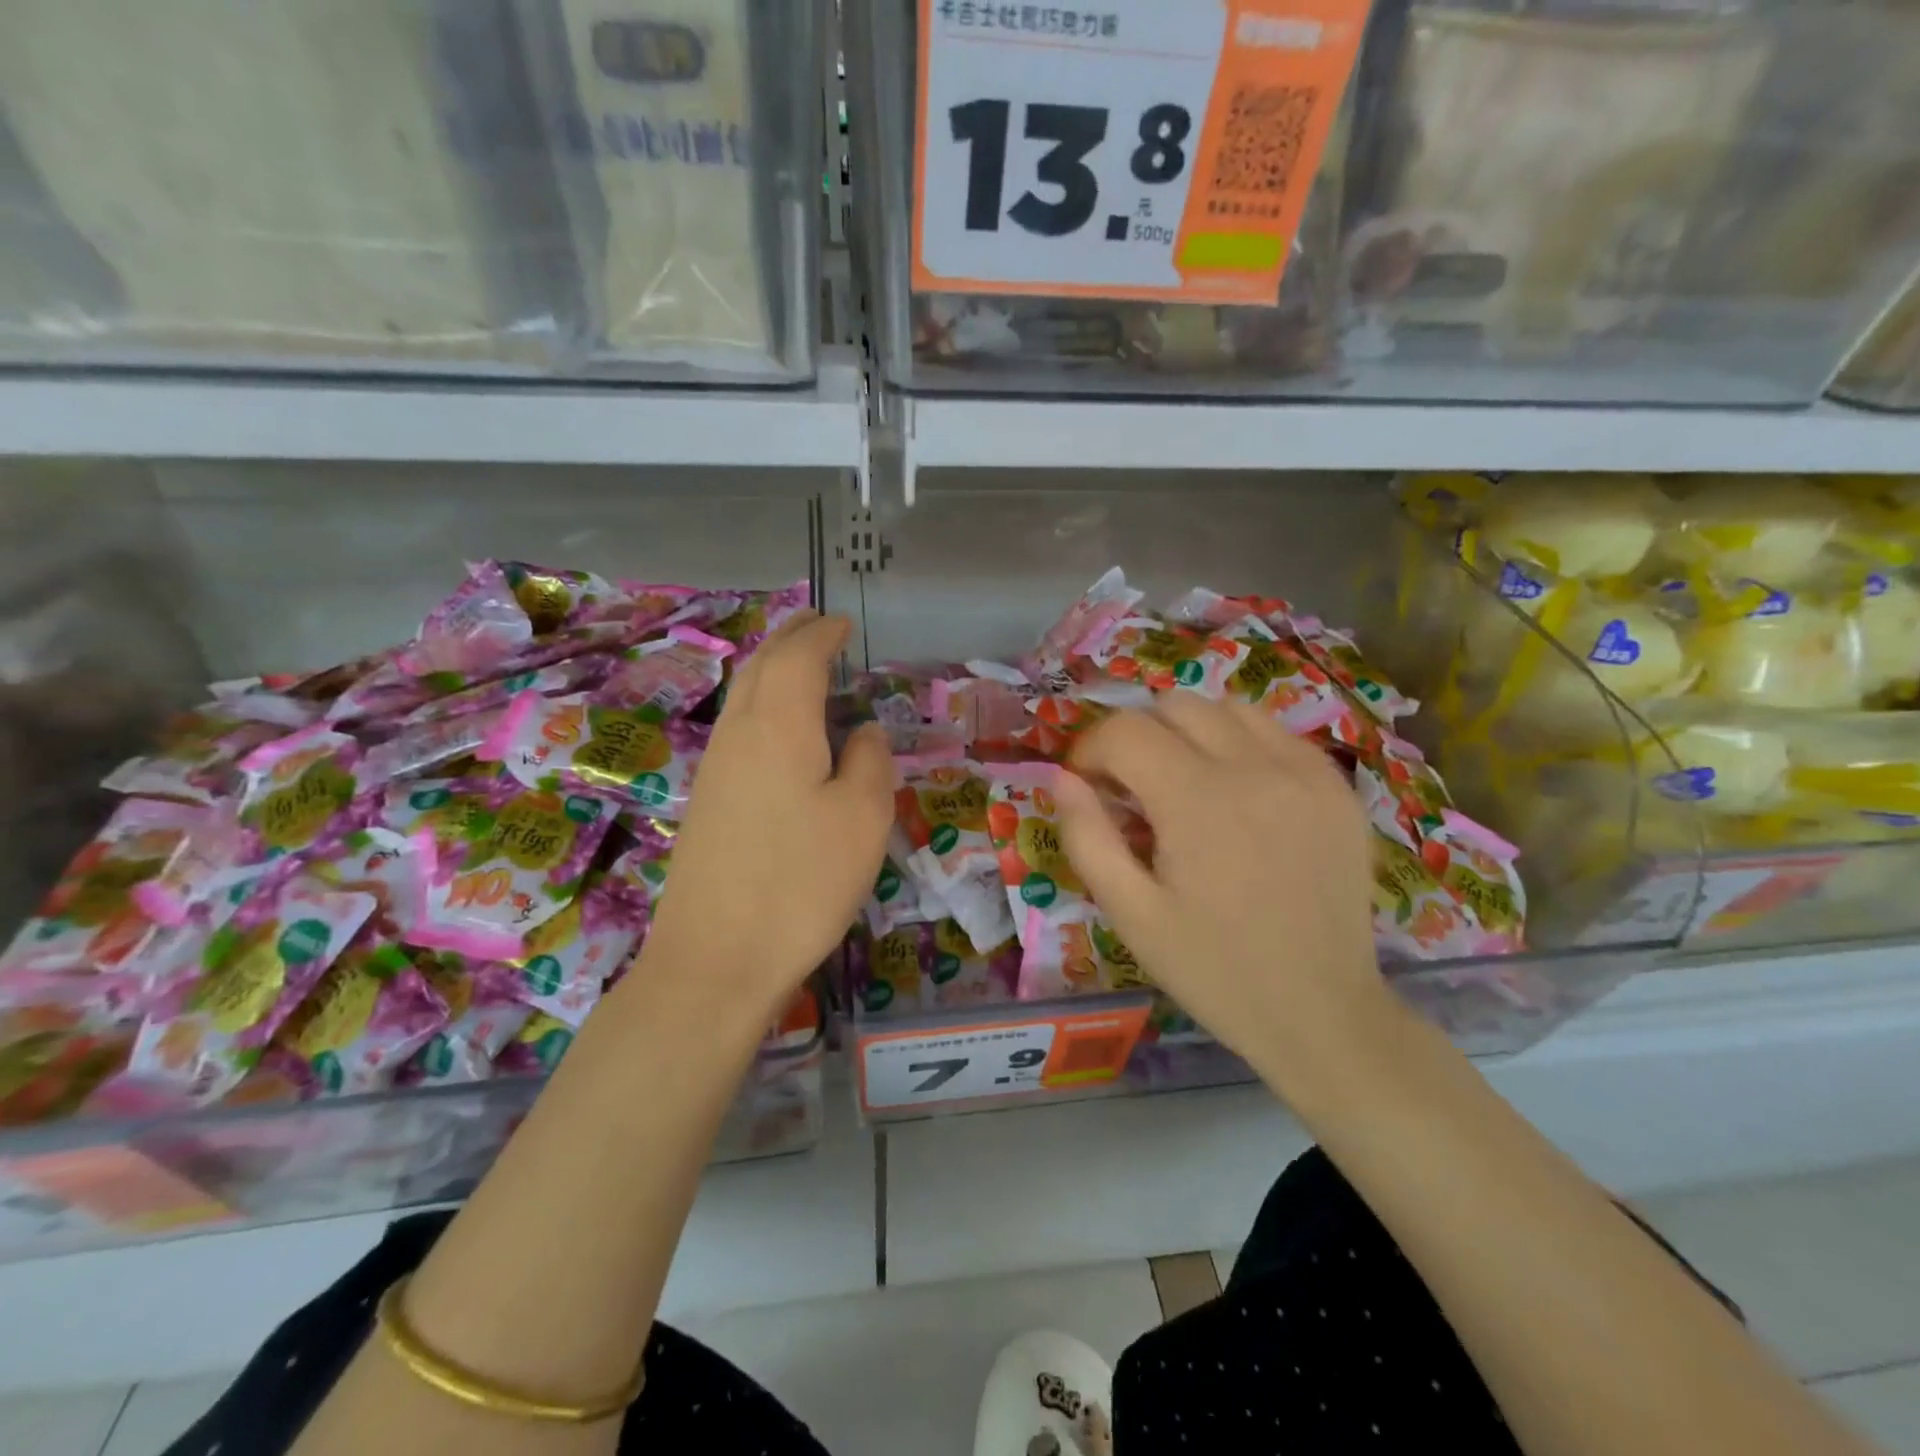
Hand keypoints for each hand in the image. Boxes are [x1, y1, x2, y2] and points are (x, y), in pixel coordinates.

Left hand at [636, 612, 893, 1012]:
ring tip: (801, 664)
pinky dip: (761, 703)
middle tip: (819, 625)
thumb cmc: (801, 882)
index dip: (822, 634)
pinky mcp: (706, 799)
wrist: (715, 958)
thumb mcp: (862, 817)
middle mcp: (739, 733)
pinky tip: (780, 727)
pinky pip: (737, 726)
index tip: (844, 623)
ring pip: (742, 694)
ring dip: (771, 668)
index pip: (799, 657)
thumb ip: (870, 760)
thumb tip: (862, 730)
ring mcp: (714, 767)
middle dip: (790, 637)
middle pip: (760, 665)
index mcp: (779, 725)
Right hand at [1054, 695, 1388, 1074]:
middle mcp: (1254, 767)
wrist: (1322, 1013)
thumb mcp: (1131, 914)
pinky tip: (1238, 790)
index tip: (1088, 785)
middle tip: (1132, 788)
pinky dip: (1242, 742)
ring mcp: (1305, 771)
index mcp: (1196, 801)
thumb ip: (1087, 837)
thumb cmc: (1214, 969)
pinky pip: (1276, 731)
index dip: (1091, 750)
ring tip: (1185, 781)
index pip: (1124, 731)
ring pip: (1227, 706)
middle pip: (1174, 705)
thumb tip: (1063, 778)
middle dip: (1138, 736)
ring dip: (1190, 730)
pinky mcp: (1337, 786)